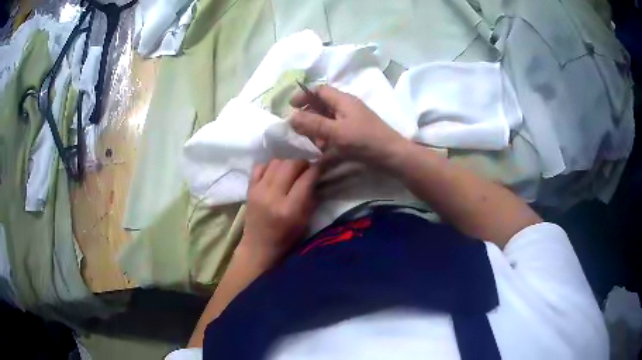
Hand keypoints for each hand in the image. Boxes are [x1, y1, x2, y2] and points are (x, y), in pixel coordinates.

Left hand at [240, 159, 319, 264]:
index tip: (320, 167)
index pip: (306, 178)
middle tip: (306, 168)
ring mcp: (258, 191)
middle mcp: (273, 196)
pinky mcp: (249, 189)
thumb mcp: (305, 222)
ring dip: (287, 163)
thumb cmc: (286, 238)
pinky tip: (275, 173)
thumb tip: (316, 176)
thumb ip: (311, 198)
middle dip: (302, 162)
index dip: (316, 169)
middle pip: (290, 165)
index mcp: (289, 209)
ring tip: (291, 171)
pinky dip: (270, 166)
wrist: (259, 247)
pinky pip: (260, 166)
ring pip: (276, 162)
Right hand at [289, 85, 407, 168]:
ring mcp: (352, 119)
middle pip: (322, 103)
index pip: (319, 90)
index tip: (290, 107)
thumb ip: (313, 124)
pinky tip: (323, 147)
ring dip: (316, 126)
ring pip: (328, 117)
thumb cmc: (364, 141)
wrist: (392, 156)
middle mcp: (347, 106)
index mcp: (342, 100)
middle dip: (308, 113)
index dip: (303, 95)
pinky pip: (335, 128)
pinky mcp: (355, 131)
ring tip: (310, 140)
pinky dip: (326, 135)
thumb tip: (290, 117)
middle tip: (298, 127)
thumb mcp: (336, 132)